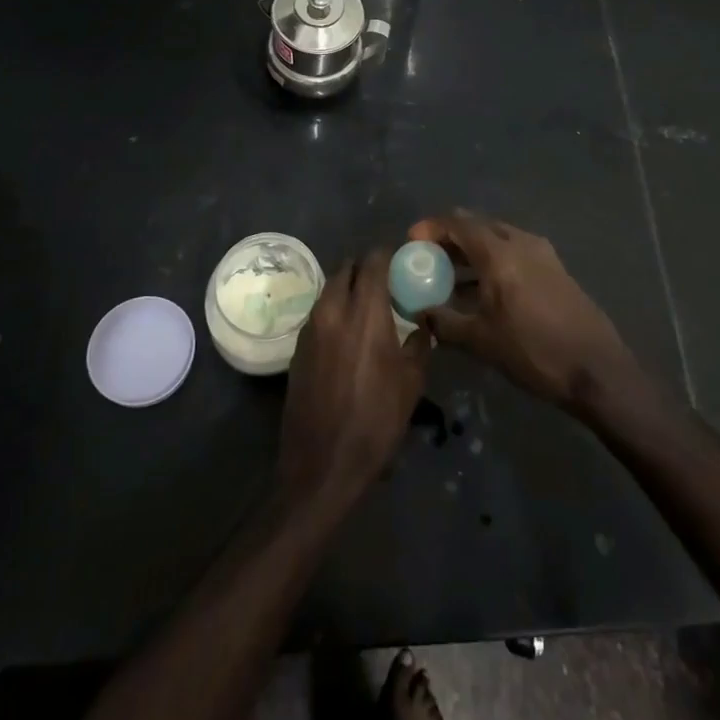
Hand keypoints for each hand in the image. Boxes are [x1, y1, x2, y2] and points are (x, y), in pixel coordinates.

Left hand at [277, 249, 430, 513]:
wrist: (322, 464)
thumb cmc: (376, 422)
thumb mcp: (411, 383)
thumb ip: (419, 343)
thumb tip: (422, 322)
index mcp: (365, 313)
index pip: (373, 261)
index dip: (387, 255)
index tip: (401, 261)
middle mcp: (334, 310)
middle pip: (347, 268)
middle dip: (366, 269)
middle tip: (385, 284)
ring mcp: (311, 327)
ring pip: (330, 288)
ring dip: (348, 288)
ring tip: (368, 307)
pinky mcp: (298, 346)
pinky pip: (320, 311)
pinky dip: (335, 309)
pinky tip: (348, 333)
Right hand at [408, 210, 636, 412]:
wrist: (597, 370)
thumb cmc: (534, 352)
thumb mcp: (481, 341)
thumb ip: (444, 321)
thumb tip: (419, 312)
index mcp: (500, 253)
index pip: (459, 223)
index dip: (432, 227)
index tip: (413, 241)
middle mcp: (522, 243)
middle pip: (479, 225)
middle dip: (451, 237)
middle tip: (430, 256)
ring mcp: (543, 254)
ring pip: (499, 238)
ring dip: (473, 250)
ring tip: (451, 275)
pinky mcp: (556, 269)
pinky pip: (515, 252)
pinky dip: (494, 260)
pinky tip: (484, 290)